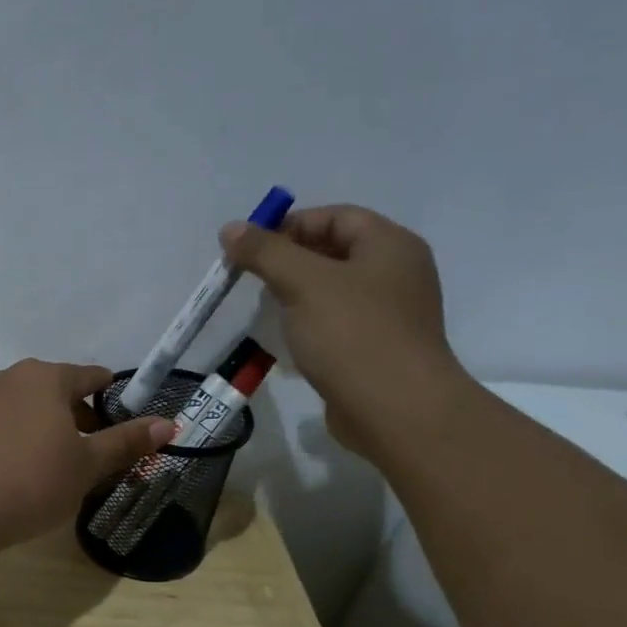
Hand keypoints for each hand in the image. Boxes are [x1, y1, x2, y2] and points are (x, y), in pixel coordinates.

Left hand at [0, 360, 173, 548]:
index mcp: (46, 378)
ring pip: (25, 407)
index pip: (91, 376)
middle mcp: (9, 377)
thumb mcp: (87, 466)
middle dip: (77, 417)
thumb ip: (126, 442)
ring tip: (52, 467)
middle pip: (56, 390)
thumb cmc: (32, 482)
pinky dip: (14, 439)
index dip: (111, 399)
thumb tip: (169, 423)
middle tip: (89, 455)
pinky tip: (14, 473)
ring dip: (44, 428)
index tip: (120, 425)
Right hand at [220, 205, 473, 456]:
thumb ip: (265, 252)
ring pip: (334, 291)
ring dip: (297, 295)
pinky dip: (310, 325)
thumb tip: (230, 228)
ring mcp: (390, 314)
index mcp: (390, 245)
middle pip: (335, 251)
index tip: (250, 248)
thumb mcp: (303, 283)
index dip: (290, 225)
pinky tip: (288, 341)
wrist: (396, 410)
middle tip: (253, 279)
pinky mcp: (377, 349)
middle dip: (290, 261)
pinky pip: (338, 324)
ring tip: (267, 310)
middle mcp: (396, 273)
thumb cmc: (352, 335)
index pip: (335, 216)